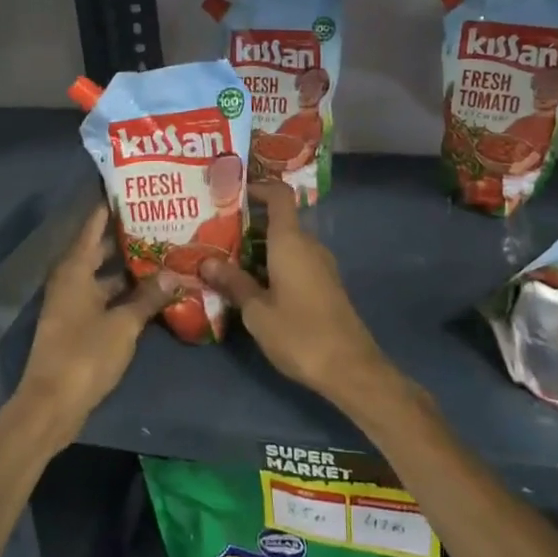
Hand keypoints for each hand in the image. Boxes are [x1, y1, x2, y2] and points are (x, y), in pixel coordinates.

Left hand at [14, 204, 182, 440]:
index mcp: (74, 269)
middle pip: (101, 248)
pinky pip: (106, 297)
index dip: (112, 205)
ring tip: (165, 252)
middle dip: (128, 236)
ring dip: (130, 267)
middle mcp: (71, 279)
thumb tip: (175, 274)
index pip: (94, 224)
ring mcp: (74, 303)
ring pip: (106, 275)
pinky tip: (153, 292)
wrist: (51, 404)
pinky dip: (126, 292)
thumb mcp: (124, 324)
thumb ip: (148, 297)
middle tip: (162, 220)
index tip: (135, 188)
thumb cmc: (84, 355)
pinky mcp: (80, 324)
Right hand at [199, 181, 389, 401]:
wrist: (350, 369)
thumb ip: (233, 282)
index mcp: (291, 242)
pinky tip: (250, 283)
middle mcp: (308, 245)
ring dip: (258, 247)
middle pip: (278, 220)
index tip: (231, 193)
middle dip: (247, 224)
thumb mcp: (257, 311)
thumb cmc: (299, 334)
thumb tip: (206, 261)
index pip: (279, 195)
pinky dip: (272, 263)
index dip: (257, 187)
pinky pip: (294, 261)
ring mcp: (320, 265)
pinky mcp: (324, 285)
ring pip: (285, 243)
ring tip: (225, 259)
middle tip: (214, 233)